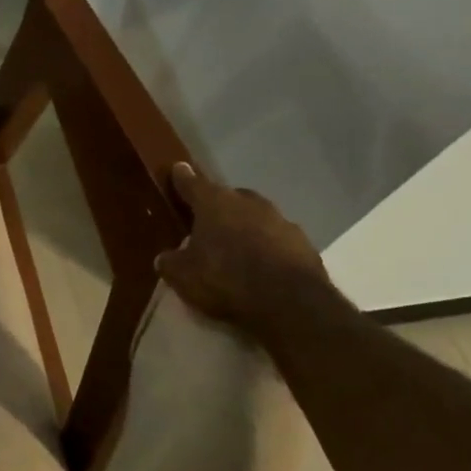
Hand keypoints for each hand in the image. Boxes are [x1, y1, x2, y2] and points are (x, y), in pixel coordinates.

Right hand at [155, 163, 335, 335]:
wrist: (290, 302)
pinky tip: (261, 265)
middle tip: (207, 220)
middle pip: (229, 197)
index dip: (183, 178)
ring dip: (245, 226)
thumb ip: (170, 262)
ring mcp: (281, 221)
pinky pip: (277, 239)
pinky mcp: (305, 244)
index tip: (179, 168)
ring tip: (235, 247)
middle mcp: (249, 204)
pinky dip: (267, 246)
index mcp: (214, 204)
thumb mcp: (182, 275)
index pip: (193, 184)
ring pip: (257, 217)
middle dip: (218, 205)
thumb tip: (165, 257)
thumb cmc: (225, 279)